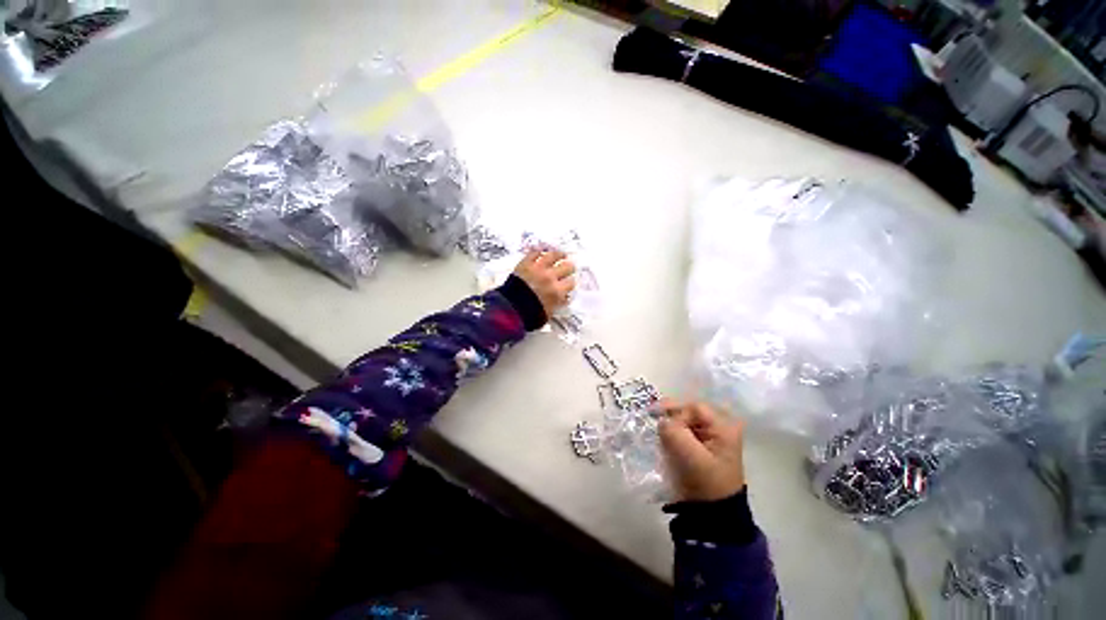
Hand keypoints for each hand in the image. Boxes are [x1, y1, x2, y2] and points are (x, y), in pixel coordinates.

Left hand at [513, 250, 575, 315]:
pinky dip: (539, 251)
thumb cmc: (530, 314)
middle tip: (568, 267)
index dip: (570, 282)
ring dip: (559, 254)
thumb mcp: (548, 313)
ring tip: (562, 254)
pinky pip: (535, 253)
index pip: (571, 283)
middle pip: (566, 267)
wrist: (509, 308)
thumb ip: (558, 304)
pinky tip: (543, 251)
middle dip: (568, 268)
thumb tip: (564, 298)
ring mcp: (538, 268)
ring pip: (553, 256)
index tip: (568, 283)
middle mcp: (550, 277)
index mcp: (557, 291)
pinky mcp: (526, 263)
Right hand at [658, 401, 746, 501]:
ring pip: (684, 420)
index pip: (694, 408)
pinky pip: (683, 430)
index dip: (676, 413)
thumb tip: (661, 420)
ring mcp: (710, 436)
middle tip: (652, 420)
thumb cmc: (706, 483)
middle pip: (689, 411)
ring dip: (670, 426)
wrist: (712, 512)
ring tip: (658, 435)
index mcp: (723, 428)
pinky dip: (671, 434)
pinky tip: (663, 441)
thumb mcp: (690, 456)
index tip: (659, 422)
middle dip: (670, 417)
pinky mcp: (700, 444)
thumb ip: (674, 432)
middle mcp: (719, 427)